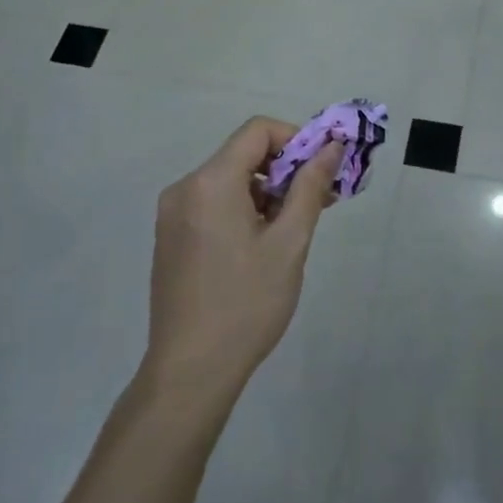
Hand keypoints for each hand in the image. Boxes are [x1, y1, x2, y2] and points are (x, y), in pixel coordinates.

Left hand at [144, 117, 342, 409]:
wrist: (190, 372)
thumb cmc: (246, 304)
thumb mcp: (289, 243)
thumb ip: (310, 187)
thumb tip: (332, 147)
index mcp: (210, 182)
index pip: (258, 130)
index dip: (296, 139)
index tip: (322, 170)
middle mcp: (184, 188)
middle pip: (243, 154)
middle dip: (285, 169)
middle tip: (319, 202)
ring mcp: (172, 214)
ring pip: (229, 180)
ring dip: (266, 192)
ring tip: (293, 230)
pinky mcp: (171, 237)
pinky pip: (212, 203)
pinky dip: (243, 209)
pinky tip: (262, 245)